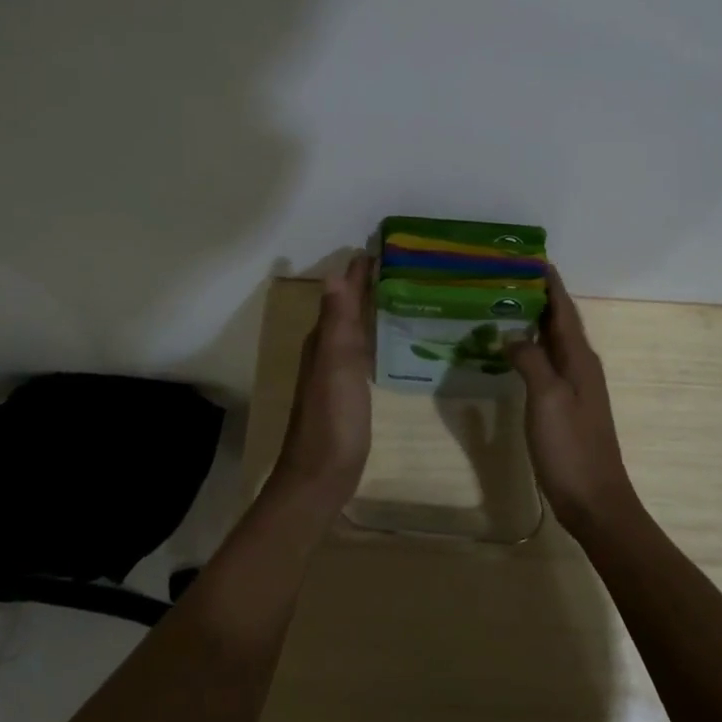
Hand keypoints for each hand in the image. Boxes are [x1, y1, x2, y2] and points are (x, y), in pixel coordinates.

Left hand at [268, 254, 373, 520]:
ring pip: (353, 328)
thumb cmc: (333, 418)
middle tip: (399, 264)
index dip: (359, 273)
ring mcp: (335, 373)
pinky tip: (389, 339)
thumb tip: (335, 274)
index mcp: (323, 340)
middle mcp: (326, 350)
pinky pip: (361, 350)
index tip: (383, 246)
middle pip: (346, 308)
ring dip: (369, 308)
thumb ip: (337, 322)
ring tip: (399, 292)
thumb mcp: (336, 365)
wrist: (322, 475)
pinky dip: (373, 335)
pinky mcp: (347, 392)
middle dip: (366, 285)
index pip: (342, 294)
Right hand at [505, 268, 636, 535]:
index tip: (532, 258)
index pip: (563, 310)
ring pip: (552, 343)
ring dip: (533, 322)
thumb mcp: (547, 398)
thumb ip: (531, 360)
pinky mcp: (565, 406)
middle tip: (506, 277)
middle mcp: (580, 366)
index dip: (550, 284)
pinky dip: (530, 349)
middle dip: (538, 297)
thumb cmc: (571, 446)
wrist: (594, 500)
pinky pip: (547, 364)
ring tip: (503, 305)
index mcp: (580, 359)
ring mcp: (574, 387)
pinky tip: (511, 352)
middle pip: (559, 322)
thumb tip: (510, 334)